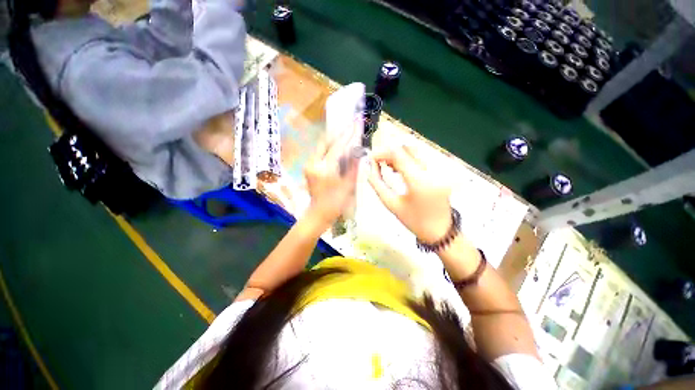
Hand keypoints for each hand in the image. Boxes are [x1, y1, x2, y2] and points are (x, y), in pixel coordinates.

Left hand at [303, 133, 358, 228]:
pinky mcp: (309, 168)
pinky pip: (320, 153)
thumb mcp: (348, 185)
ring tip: (345, 136)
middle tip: (349, 127)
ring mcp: (309, 165)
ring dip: (333, 141)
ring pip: (322, 147)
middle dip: (338, 134)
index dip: (347, 135)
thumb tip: (358, 150)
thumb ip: (353, 166)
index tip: (355, 124)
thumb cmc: (335, 203)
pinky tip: (337, 149)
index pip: (337, 147)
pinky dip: (329, 149)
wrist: (319, 214)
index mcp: (324, 169)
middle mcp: (313, 163)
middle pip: (325, 142)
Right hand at [368, 145, 451, 242]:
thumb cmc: (413, 221)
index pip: (398, 155)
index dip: (382, 153)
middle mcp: (431, 172)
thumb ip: (377, 184)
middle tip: (377, 162)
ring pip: (414, 152)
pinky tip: (398, 169)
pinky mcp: (440, 172)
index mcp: (419, 182)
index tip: (371, 158)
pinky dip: (407, 160)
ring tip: (386, 167)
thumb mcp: (391, 204)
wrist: (439, 231)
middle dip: (389, 153)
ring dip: (398, 156)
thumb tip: (369, 168)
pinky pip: (421, 159)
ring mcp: (439, 171)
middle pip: (407, 149)